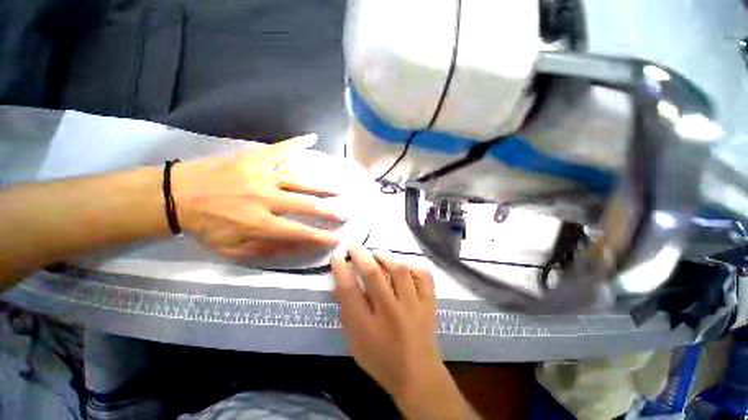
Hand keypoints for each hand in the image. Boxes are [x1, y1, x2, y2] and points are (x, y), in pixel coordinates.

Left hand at [172, 134, 343, 258]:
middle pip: (306, 205)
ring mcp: (261, 175)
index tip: (338, 238)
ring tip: (339, 189)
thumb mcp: (232, 250)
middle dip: (329, 212)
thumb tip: (298, 247)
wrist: (176, 195)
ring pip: (300, 179)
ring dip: (323, 185)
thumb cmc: (206, 226)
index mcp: (259, 223)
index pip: (299, 232)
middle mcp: (265, 198)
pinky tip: (313, 138)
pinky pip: (280, 149)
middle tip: (345, 214)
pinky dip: (297, 143)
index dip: (321, 236)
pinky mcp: (254, 158)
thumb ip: (267, 250)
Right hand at [331, 246, 478, 418]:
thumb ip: (347, 310)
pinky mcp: (429, 302)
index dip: (341, 270)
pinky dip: (412, 265)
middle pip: (374, 276)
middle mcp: (391, 313)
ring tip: (377, 253)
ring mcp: (414, 306)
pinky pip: (424, 275)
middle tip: (354, 246)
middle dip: (361, 256)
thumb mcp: (355, 339)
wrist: (418, 376)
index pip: (349, 291)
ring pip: (400, 271)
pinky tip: (403, 264)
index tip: (336, 256)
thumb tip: (341, 281)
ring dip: (385, 257)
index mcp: (368, 327)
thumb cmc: (380, 359)